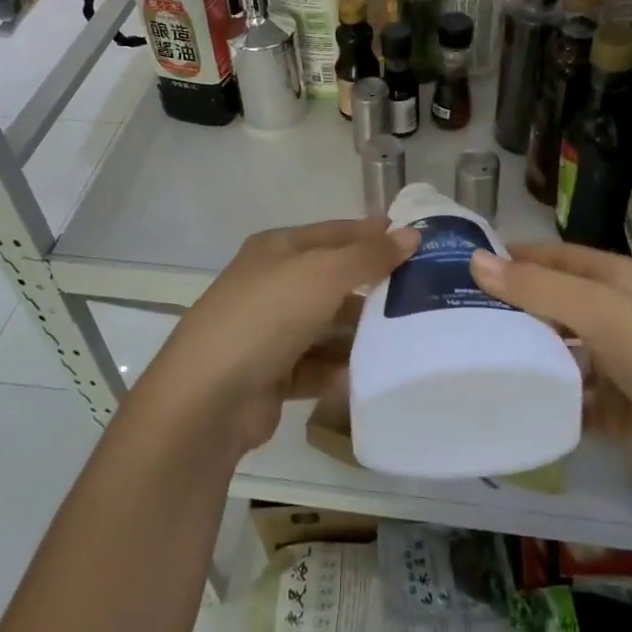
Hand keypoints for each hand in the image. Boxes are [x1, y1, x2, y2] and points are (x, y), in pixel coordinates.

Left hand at [141, 218, 416, 456]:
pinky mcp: (271, 374)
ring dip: (359, 334)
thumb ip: (369, 255)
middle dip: (372, 288)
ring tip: (407, 340)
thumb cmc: (267, 316)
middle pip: (332, 280)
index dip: (372, 234)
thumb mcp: (323, 274)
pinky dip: (340, 370)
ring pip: (326, 326)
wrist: (208, 398)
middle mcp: (272, 284)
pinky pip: (317, 366)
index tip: (417, 242)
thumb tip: (412, 235)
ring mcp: (269, 331)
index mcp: (277, 249)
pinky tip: (371, 376)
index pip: (335, 233)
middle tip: (423, 296)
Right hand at [469, 242, 631, 514]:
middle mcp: (622, 318)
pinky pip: (573, 400)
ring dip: (528, 358)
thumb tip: (476, 260)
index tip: (464, 267)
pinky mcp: (622, 413)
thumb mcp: (606, 315)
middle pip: (557, 306)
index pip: (559, 258)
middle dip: (514, 310)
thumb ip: (541, 289)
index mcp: (623, 282)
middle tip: (457, 319)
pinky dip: (548, 402)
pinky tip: (512, 407)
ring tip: (472, 363)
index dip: (517, 258)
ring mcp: (623, 368)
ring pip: (562, 354)